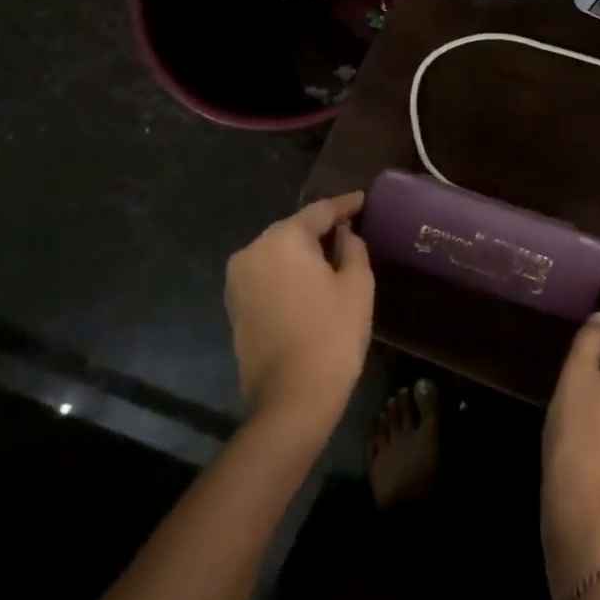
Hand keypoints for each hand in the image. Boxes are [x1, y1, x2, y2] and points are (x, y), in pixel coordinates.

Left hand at [225, 192, 372, 443]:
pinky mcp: (235, 306)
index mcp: (283, 239)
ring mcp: (238, 281)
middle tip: (351, 227)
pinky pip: (268, 274)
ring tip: (333, 253)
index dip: (346, 205)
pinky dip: (289, 271)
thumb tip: (344, 234)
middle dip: (322, 228)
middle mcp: (253, 251)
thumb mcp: (357, 284)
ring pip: (278, 252)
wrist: (291, 399)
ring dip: (303, 251)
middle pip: (294, 229)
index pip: (320, 211)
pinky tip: (310, 278)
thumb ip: (352, 248)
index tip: (363, 200)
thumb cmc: (331, 333)